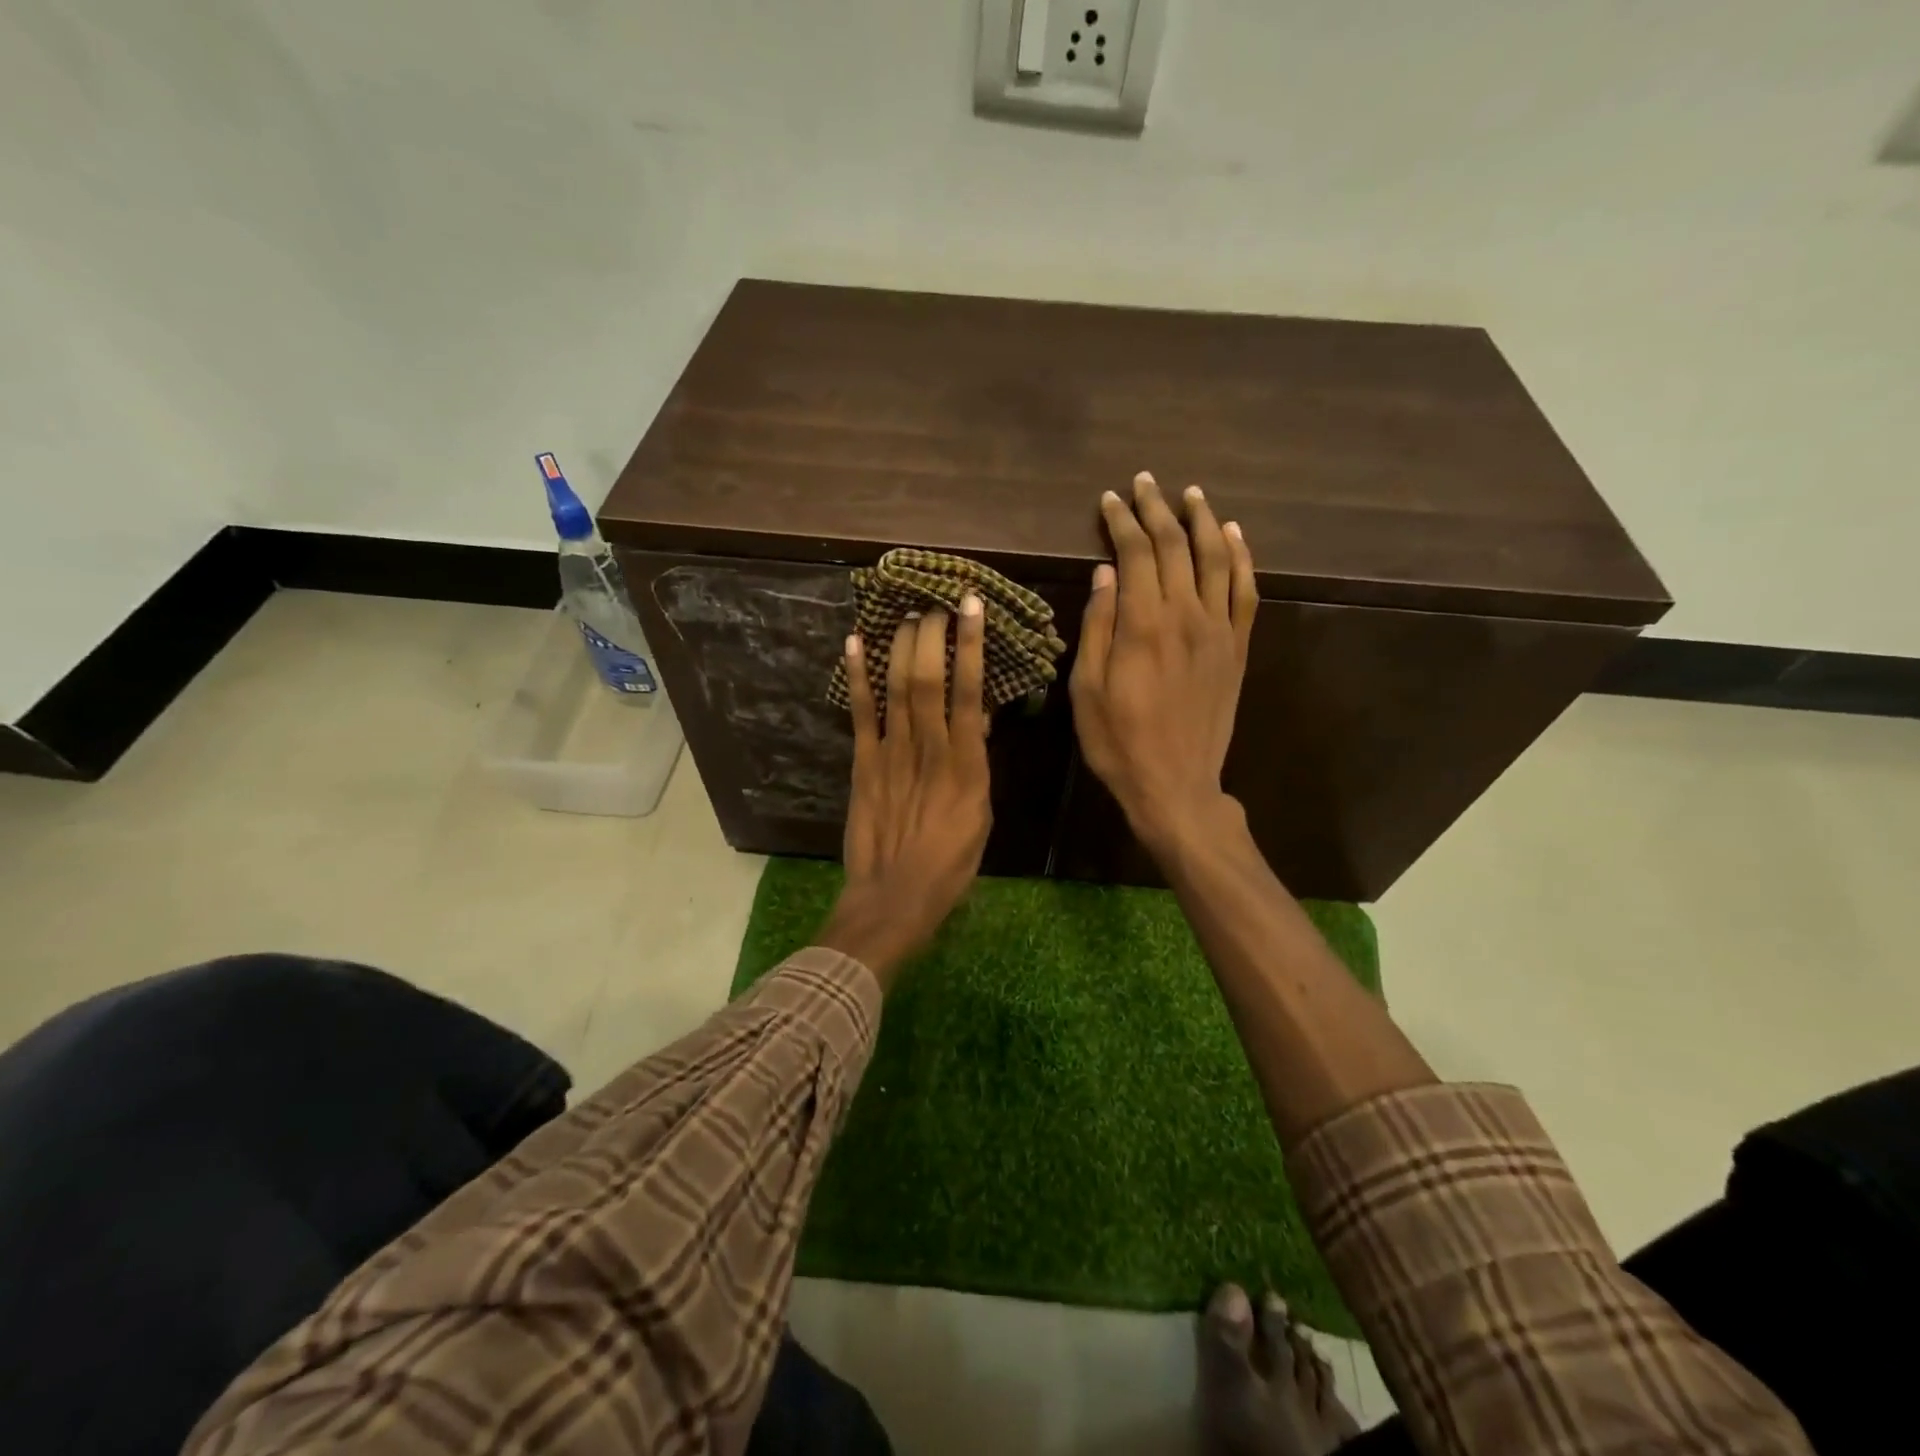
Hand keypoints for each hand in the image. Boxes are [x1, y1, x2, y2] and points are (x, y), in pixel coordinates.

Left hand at [817, 596, 992, 983]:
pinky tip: (854, 644)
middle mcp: (929, 748)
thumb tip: (976, 719)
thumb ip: (977, 763)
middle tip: (934, 605)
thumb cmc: (951, 861)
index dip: (971, 645)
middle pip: (929, 679)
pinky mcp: (863, 763)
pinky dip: (857, 677)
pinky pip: (860, 713)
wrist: (896, 895)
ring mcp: (892, 753)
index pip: (970, 691)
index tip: (972, 608)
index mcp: (967, 763)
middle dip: (932, 635)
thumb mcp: (981, 814)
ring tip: (906, 615)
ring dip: (901, 646)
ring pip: (897, 688)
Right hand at [1069, 472, 1257, 853]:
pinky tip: (1233, 535)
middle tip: (1144, 482)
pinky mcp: (1237, 648)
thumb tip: (1104, 574)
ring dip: (1202, 521)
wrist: (1176, 785)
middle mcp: (1185, 615)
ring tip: (1190, 494)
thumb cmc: (1118, 742)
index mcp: (1142, 625)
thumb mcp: (1086, 689)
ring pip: (1215, 558)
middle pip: (1175, 546)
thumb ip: (1097, 627)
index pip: (1134, 554)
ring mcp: (1218, 630)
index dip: (1121, 522)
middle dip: (1157, 510)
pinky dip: (1241, 557)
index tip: (1110, 499)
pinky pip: (1245, 591)